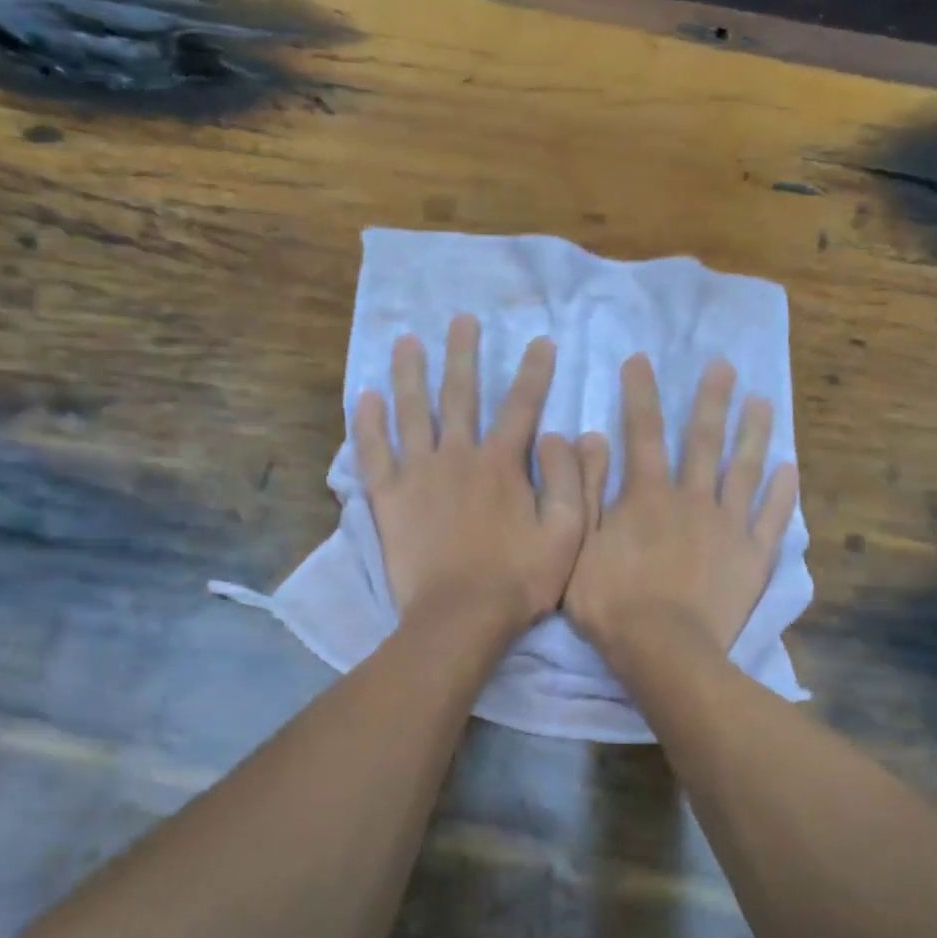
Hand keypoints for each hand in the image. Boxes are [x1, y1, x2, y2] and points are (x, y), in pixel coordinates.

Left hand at [355, 314, 587, 636]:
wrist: (460, 617)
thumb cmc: (518, 580)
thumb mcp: (566, 535)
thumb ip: (571, 482)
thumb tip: (568, 435)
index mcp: (502, 465)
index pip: (522, 406)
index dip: (534, 372)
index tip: (540, 341)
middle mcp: (458, 457)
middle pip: (461, 395)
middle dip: (463, 355)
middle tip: (462, 320)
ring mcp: (418, 475)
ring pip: (412, 412)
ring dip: (410, 374)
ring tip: (406, 341)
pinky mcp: (388, 498)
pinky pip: (374, 453)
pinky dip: (368, 424)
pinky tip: (365, 397)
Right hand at [566, 354, 797, 662]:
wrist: (663, 649)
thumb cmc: (612, 601)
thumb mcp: (578, 545)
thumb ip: (584, 490)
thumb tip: (588, 438)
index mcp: (648, 495)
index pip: (642, 433)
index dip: (640, 394)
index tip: (640, 360)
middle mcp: (693, 498)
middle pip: (703, 441)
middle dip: (710, 400)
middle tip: (724, 366)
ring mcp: (729, 526)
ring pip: (745, 470)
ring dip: (754, 433)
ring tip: (764, 401)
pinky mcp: (753, 556)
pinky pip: (773, 518)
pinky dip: (783, 493)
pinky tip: (790, 469)